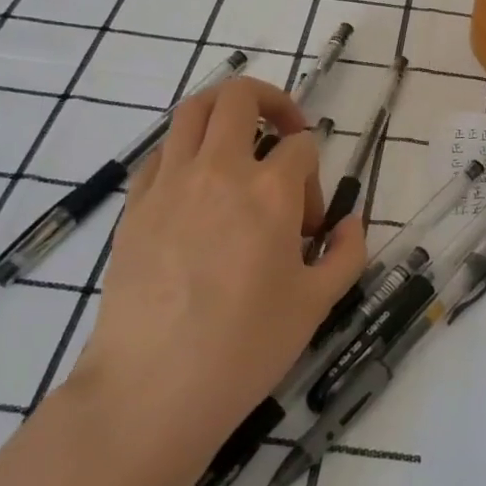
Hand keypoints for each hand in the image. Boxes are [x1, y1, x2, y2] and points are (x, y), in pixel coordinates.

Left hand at [65, 76, 367, 476]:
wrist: (152, 388)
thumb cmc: (246, 346)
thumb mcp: (317, 303)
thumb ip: (347, 252)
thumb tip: (350, 222)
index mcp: (271, 191)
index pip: (302, 147)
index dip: (315, 176)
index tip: (310, 223)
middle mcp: (219, 170)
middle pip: (239, 97)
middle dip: (272, 102)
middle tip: (284, 132)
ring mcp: (170, 183)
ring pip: (192, 110)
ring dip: (222, 111)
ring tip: (239, 140)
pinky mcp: (135, 205)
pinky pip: (161, 152)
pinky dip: (185, 151)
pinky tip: (196, 188)